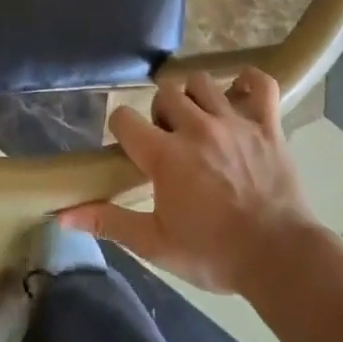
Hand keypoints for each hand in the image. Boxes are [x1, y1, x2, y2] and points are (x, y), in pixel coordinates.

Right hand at [59, 68, 320, 294]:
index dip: (120, 128)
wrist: (280, 258)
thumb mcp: (155, 245)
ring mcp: (234, 122)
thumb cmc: (213, 254)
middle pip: (164, 95)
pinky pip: (259, 84)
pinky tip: (239, 94)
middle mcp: (196, 128)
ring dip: (194, 98)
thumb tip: (62, 216)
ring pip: (202, 83)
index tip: (129, 147)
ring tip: (199, 123)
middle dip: (160, 114)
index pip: (124, 118)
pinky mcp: (267, 125)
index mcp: (165, 155)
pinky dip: (248, 83)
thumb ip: (109, 223)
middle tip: (169, 143)